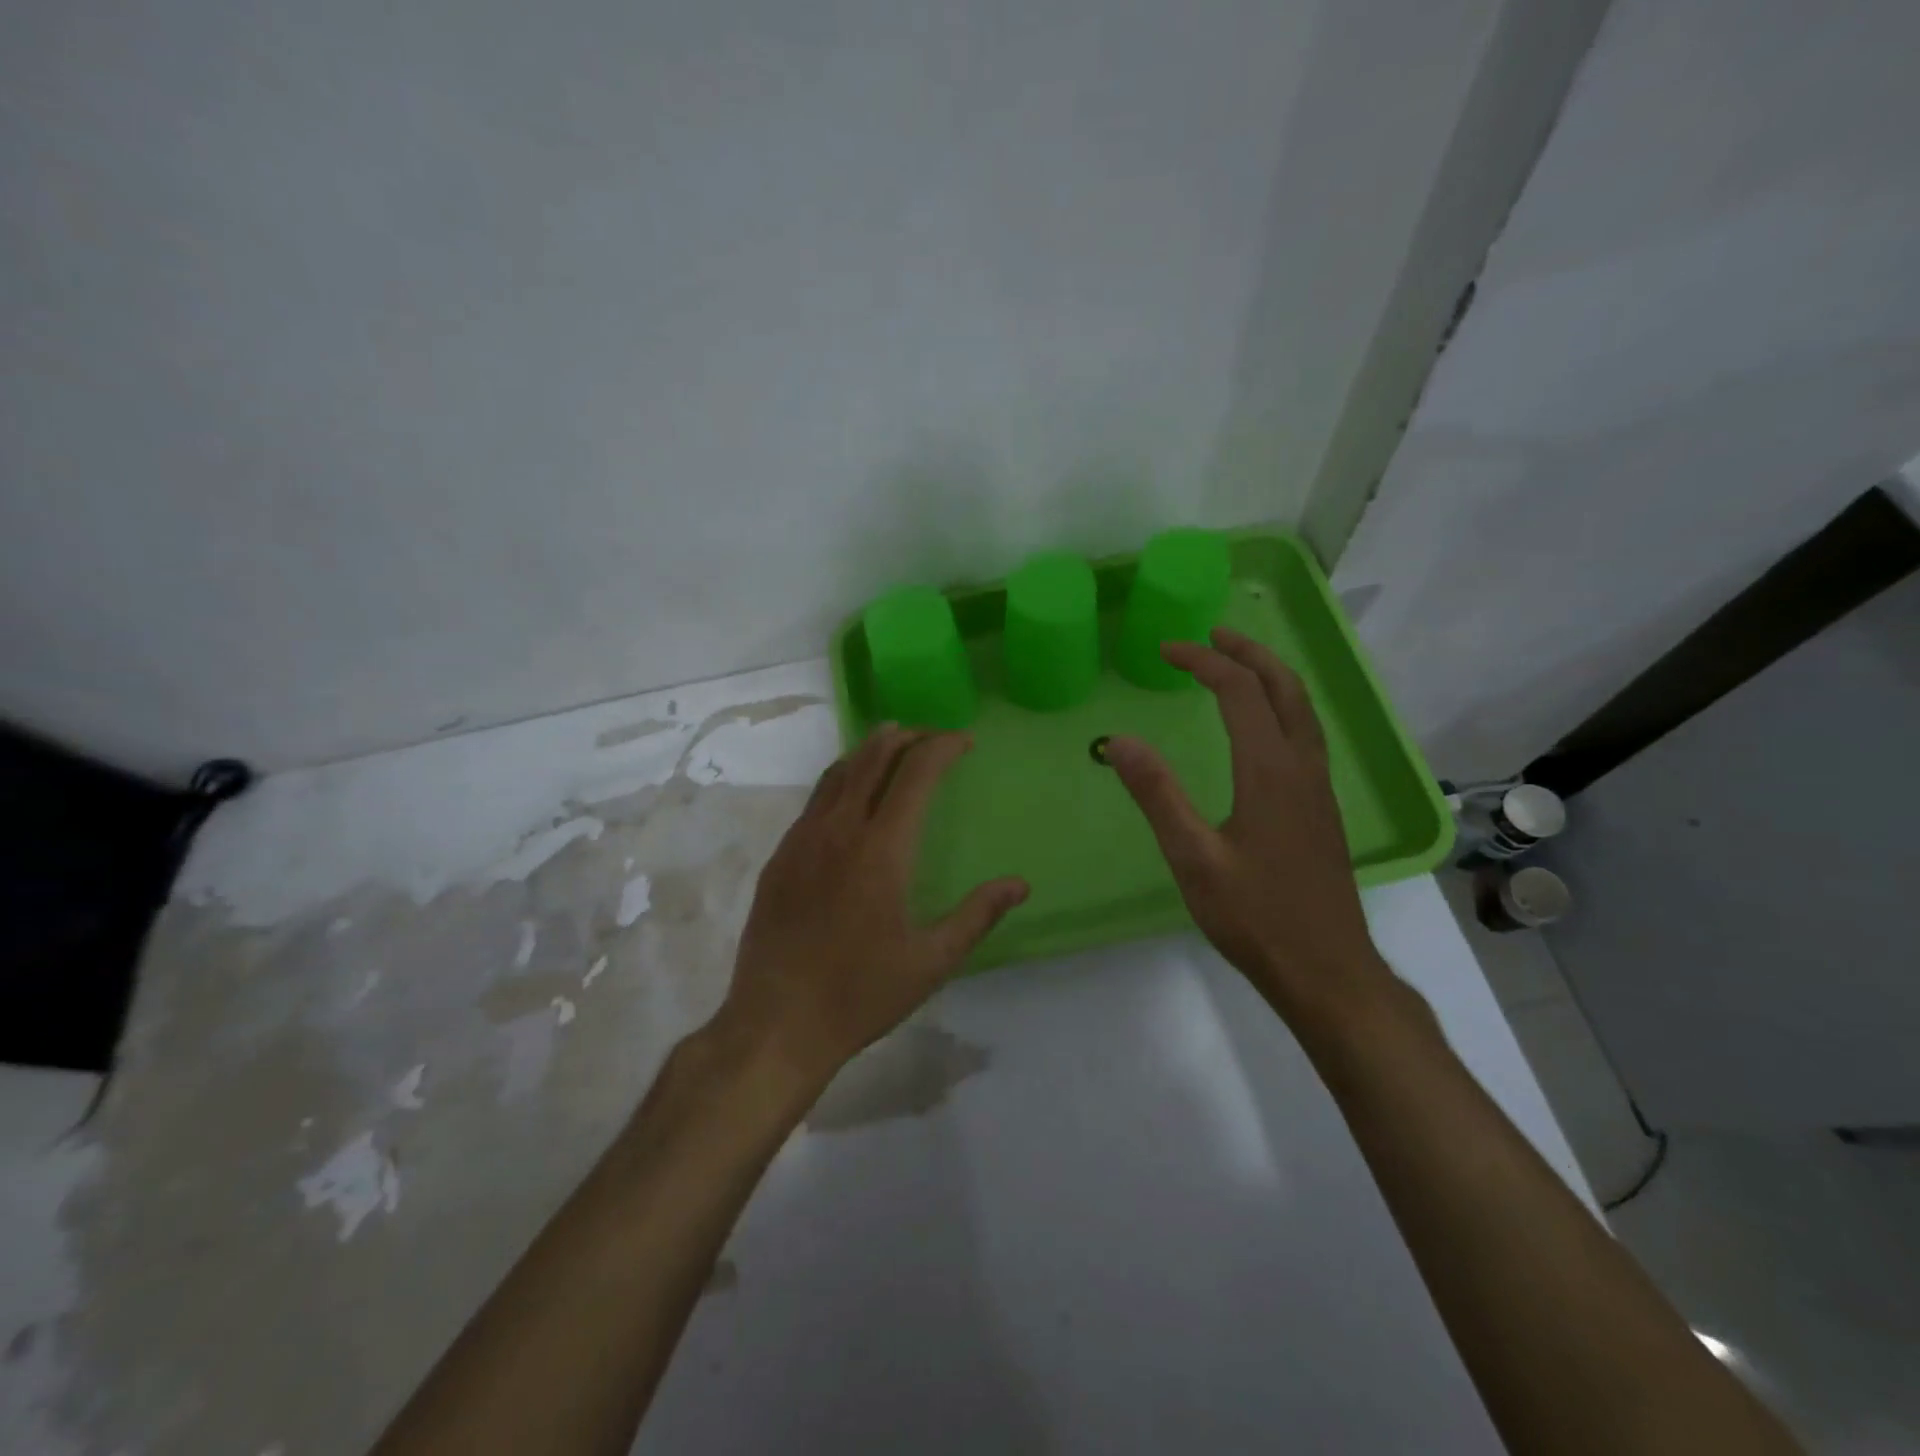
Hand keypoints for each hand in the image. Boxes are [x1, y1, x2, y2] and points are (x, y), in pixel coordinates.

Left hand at [718, 725, 1028, 1088]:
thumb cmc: (860, 994)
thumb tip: (1020, 884)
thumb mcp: (932, 961)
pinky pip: (815, 800)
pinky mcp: (779, 858)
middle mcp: (839, 830)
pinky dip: (842, 780)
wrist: (775, 1024)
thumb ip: (977, 915)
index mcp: (881, 849)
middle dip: (907, 736)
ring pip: (838, 772)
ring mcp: (802, 840)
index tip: (966, 742)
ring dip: (870, 751)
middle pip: (873, 757)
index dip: (943, 747)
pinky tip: (852, 798)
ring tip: (894, 747)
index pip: (915, 773)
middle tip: (934, 736)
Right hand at [1104, 627, 1394, 1028]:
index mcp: (1270, 770)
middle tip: (1210, 636)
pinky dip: (1280, 706)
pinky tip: (1261, 727)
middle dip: (1247, 652)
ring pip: (1301, 709)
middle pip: (1283, 687)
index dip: (1203, 661)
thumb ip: (1157, 794)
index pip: (1238, 691)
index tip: (1166, 650)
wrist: (1327, 970)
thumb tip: (1119, 740)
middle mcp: (1302, 767)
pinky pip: (1305, 734)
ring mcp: (1319, 788)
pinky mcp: (1322, 809)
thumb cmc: (1255, 916)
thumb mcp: (1193, 857)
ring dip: (1269, 676)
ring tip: (1235, 665)